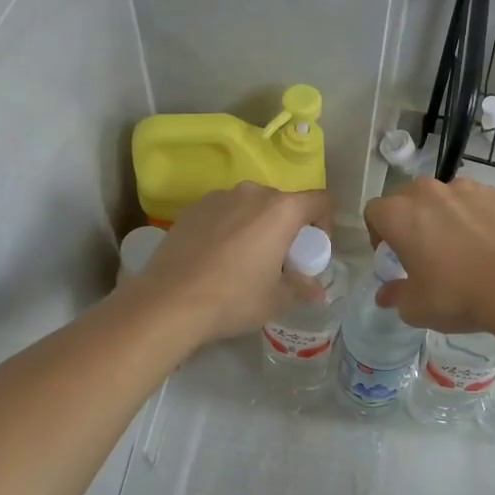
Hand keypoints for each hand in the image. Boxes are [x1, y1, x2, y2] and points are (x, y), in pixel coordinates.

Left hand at [132, 183, 327, 346]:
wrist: (169, 301)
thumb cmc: (234, 298)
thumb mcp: (277, 300)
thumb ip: (302, 288)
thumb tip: (317, 292)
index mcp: (281, 210)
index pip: (320, 201)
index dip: (325, 223)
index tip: (311, 251)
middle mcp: (252, 193)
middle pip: (283, 203)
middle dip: (287, 228)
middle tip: (279, 260)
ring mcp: (218, 197)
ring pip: (250, 206)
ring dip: (256, 226)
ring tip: (244, 259)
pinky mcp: (192, 208)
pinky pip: (222, 213)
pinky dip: (228, 228)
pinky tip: (215, 258)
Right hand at [363, 177, 494, 333]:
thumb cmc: (457, 295)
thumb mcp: (416, 307)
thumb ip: (395, 296)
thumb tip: (386, 294)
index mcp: (399, 215)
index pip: (374, 213)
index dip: (378, 235)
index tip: (392, 256)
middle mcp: (427, 192)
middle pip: (406, 198)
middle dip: (409, 220)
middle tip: (422, 250)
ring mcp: (464, 188)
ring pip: (442, 197)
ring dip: (441, 214)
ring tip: (458, 245)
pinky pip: (473, 201)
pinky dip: (473, 215)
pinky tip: (486, 243)